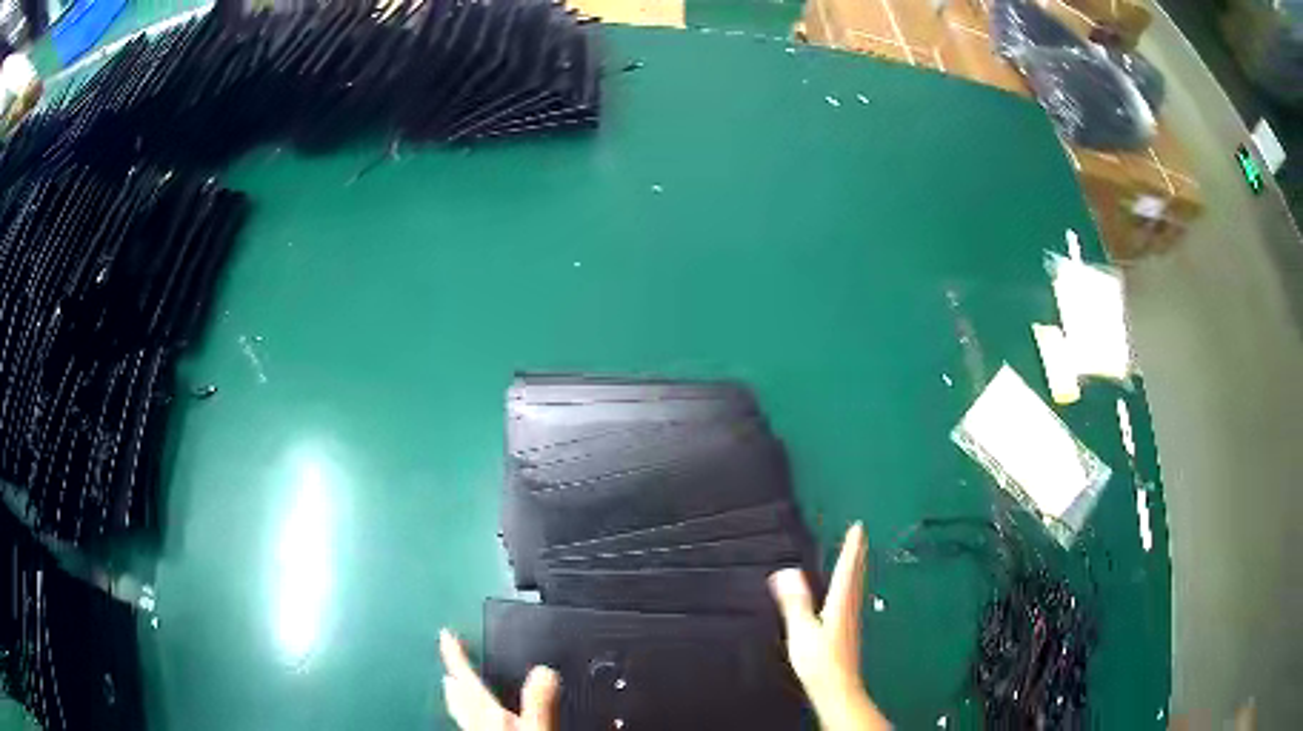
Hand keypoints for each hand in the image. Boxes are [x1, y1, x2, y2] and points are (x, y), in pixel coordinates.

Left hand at [439, 628, 558, 729]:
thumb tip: (543, 669)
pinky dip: (471, 717)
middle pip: (459, 698)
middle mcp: (478, 725)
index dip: (455, 656)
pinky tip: (480, 724)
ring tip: (454, 688)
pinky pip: (471, 726)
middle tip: (449, 665)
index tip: (445, 635)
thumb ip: (539, 700)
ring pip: (462, 714)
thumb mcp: (537, 728)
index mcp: (488, 714)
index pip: (467, 679)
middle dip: (454, 678)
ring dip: (459, 698)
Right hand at [769, 522, 890, 730]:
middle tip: (860, 534)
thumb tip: (786, 572)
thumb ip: (795, 602)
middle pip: (857, 574)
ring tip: (857, 555)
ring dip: (857, 567)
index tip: (857, 527)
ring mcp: (852, 619)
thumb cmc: (819, 661)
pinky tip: (848, 592)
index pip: (847, 568)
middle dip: (858, 553)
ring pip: (857, 585)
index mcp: (840, 603)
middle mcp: (850, 607)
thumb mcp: (802, 630)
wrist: (838, 688)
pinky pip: (853, 597)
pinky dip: (853, 583)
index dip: (851, 547)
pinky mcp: (850, 631)